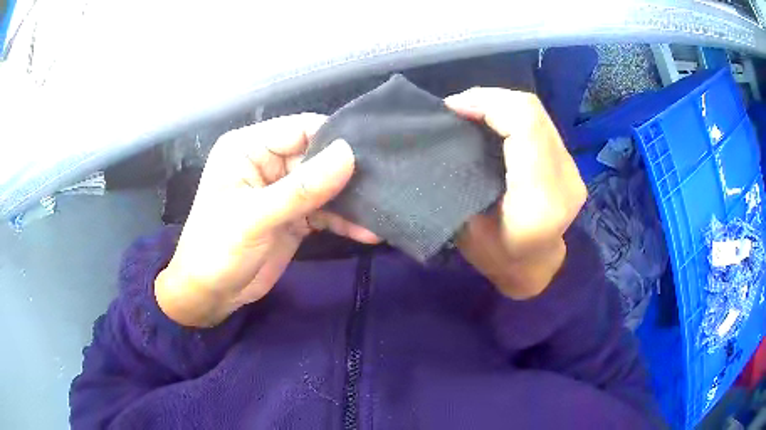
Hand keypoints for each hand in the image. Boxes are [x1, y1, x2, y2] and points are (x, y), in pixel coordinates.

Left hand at [155, 114, 379, 326]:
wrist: (211, 295)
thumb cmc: (217, 250)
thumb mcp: (255, 218)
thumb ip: (301, 188)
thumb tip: (348, 153)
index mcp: (249, 148)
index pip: (300, 129)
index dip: (333, 140)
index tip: (370, 155)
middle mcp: (268, 162)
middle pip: (318, 156)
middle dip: (348, 173)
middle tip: (385, 185)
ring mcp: (283, 189)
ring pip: (326, 185)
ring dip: (350, 200)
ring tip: (382, 211)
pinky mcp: (295, 215)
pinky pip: (325, 210)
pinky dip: (344, 220)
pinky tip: (368, 231)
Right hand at [445, 89, 586, 299]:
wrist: (536, 270)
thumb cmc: (497, 257)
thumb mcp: (467, 226)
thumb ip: (461, 174)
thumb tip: (448, 130)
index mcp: (540, 199)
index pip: (525, 125)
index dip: (487, 103)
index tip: (453, 108)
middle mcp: (566, 178)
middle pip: (533, 111)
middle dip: (490, 98)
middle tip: (458, 107)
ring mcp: (574, 168)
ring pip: (538, 113)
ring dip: (500, 104)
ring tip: (471, 112)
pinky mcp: (571, 164)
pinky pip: (540, 123)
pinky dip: (512, 115)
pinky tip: (493, 122)